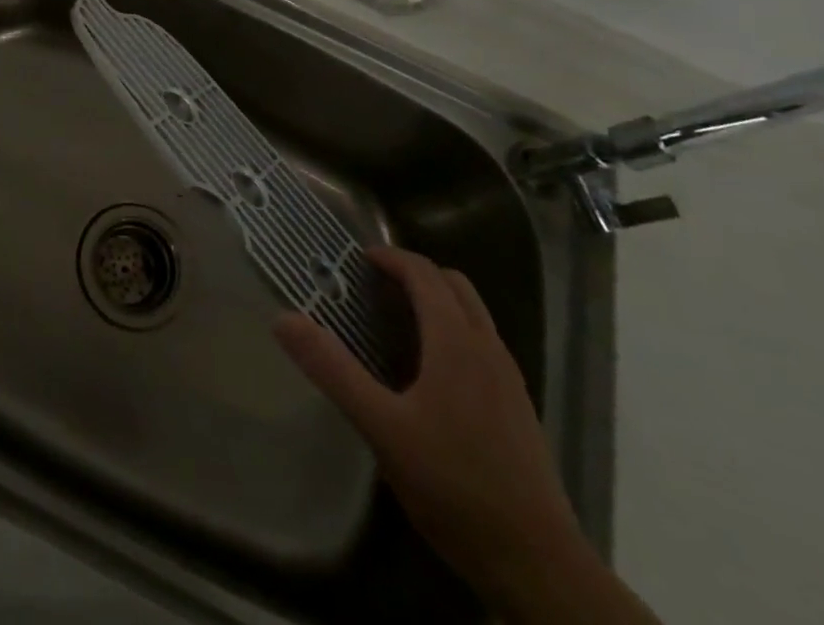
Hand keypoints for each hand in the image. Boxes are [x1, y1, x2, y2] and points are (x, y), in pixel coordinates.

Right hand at [274, 247, 584, 603]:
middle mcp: (487, 349)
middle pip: (454, 285)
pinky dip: (454, 330)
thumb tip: (284, 319)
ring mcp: (509, 379)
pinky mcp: (518, 408)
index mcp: (456, 342)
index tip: (356, 261)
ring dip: (437, 300)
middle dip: (414, 274)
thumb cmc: (454, 487)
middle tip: (374, 287)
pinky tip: (430, 372)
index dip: (390, 258)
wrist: (539, 565)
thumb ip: (332, 370)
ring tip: (396, 322)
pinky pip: (483, 343)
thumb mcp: (381, 428)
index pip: (424, 274)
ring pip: (474, 314)